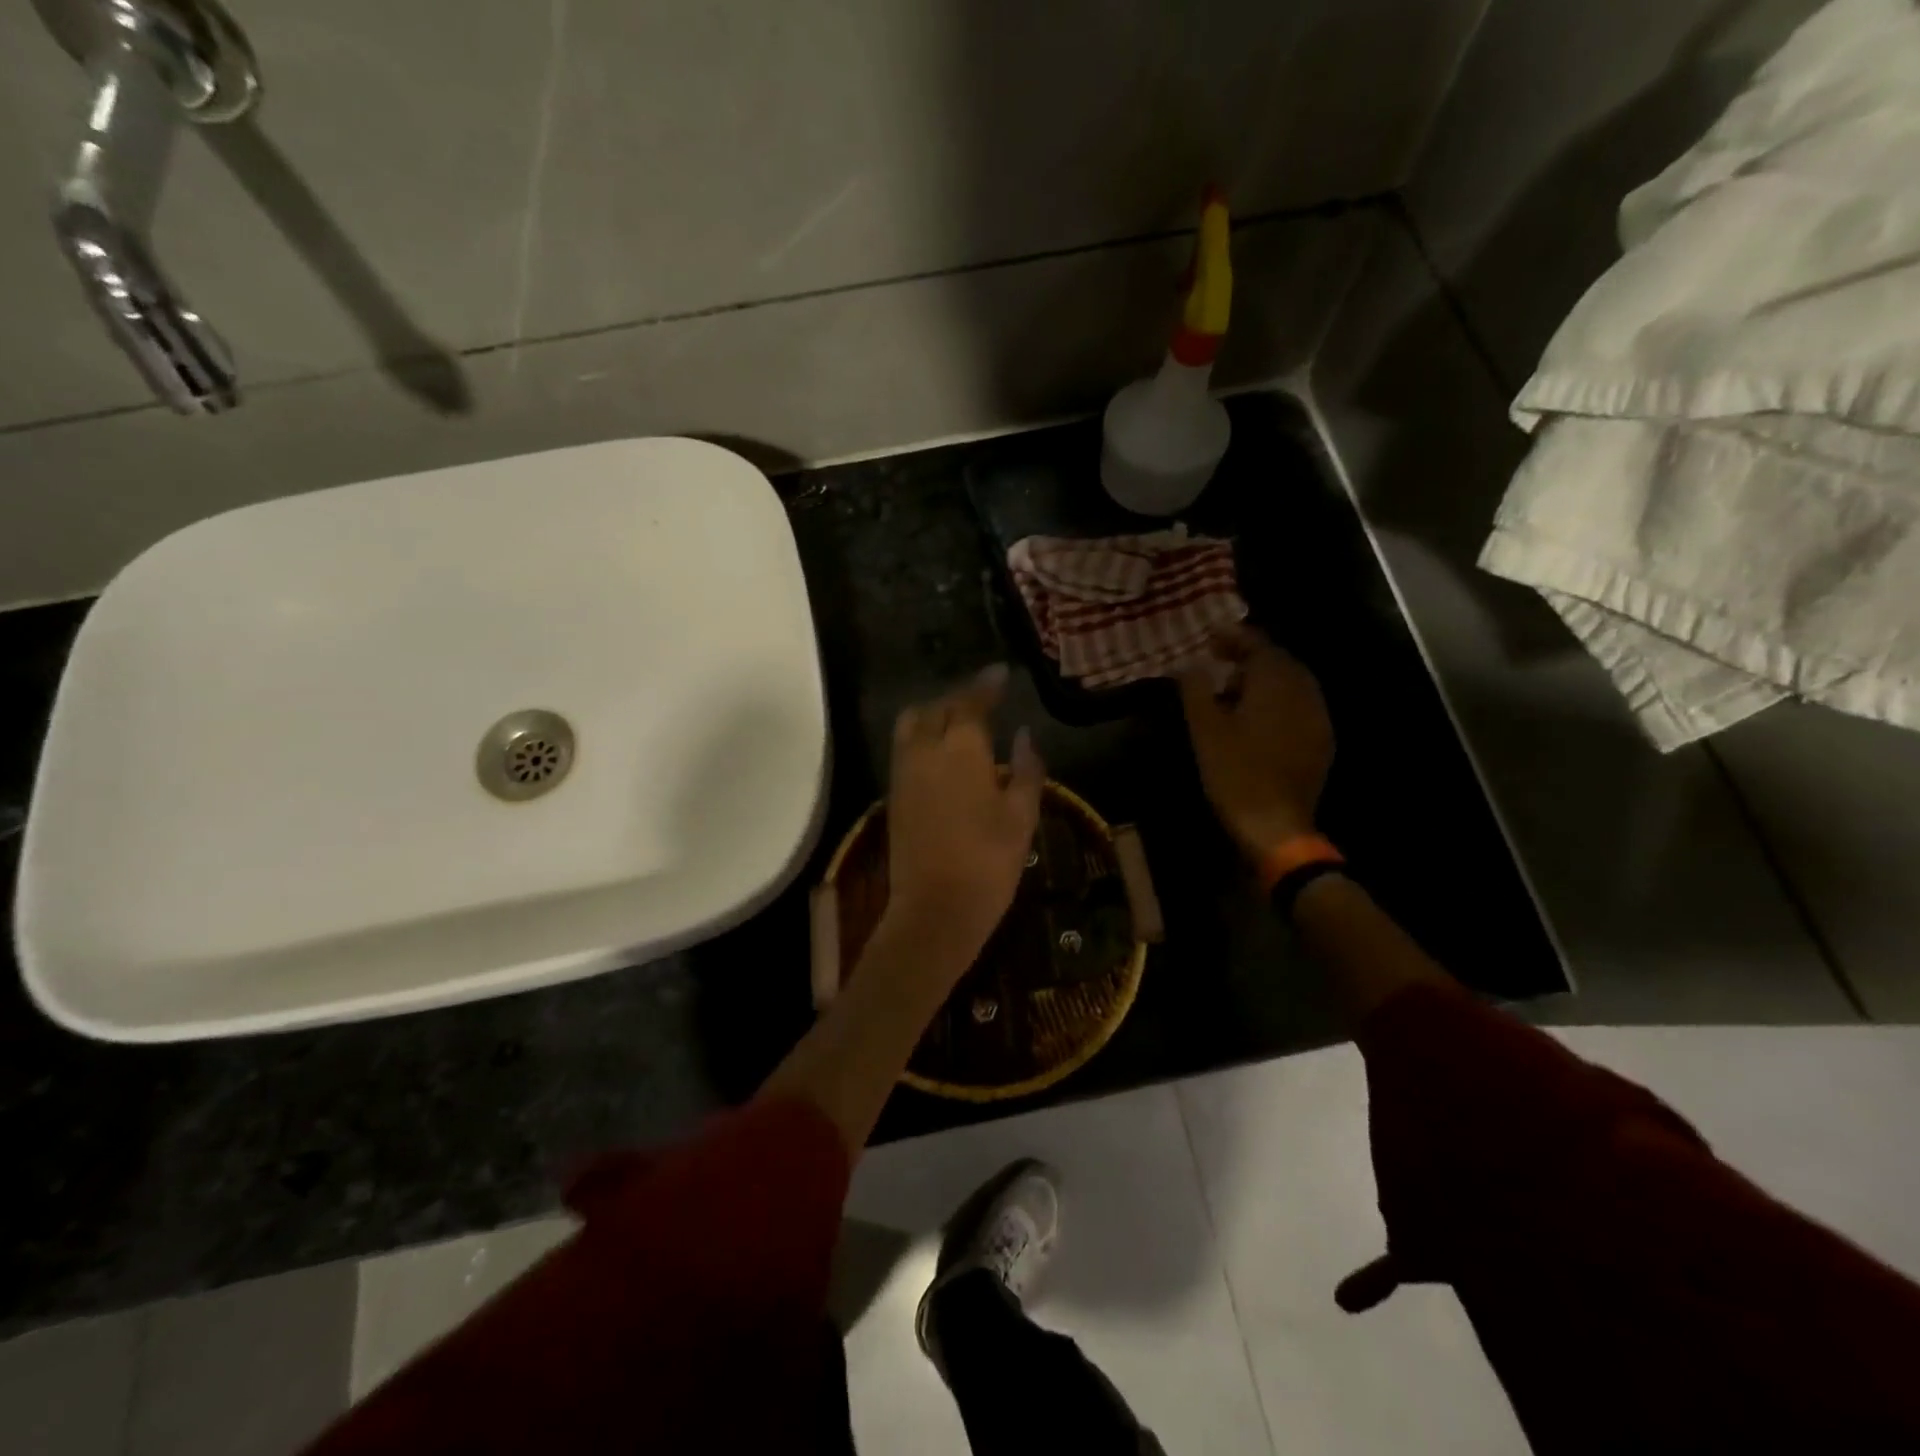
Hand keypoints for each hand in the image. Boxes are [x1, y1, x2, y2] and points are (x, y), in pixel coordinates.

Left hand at [886, 666, 1044, 965]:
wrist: (935, 909)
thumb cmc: (989, 862)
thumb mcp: (1021, 816)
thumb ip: (1026, 768)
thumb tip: (1025, 734)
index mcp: (961, 749)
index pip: (971, 702)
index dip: (986, 685)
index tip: (1000, 673)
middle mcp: (925, 750)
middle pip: (937, 707)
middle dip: (960, 697)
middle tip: (983, 699)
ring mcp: (903, 771)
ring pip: (912, 723)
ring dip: (935, 712)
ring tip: (959, 721)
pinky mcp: (894, 793)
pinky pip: (904, 747)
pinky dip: (922, 735)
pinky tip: (942, 752)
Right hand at [1178, 625, 1333, 859]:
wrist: (1276, 825)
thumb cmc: (1235, 773)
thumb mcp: (1205, 729)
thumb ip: (1196, 689)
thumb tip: (1190, 663)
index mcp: (1277, 683)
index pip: (1259, 645)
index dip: (1234, 636)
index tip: (1211, 635)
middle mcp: (1305, 693)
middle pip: (1279, 661)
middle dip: (1250, 655)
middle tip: (1220, 658)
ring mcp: (1318, 718)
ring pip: (1292, 683)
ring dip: (1265, 678)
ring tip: (1234, 687)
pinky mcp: (1320, 741)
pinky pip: (1299, 706)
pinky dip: (1278, 701)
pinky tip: (1258, 717)